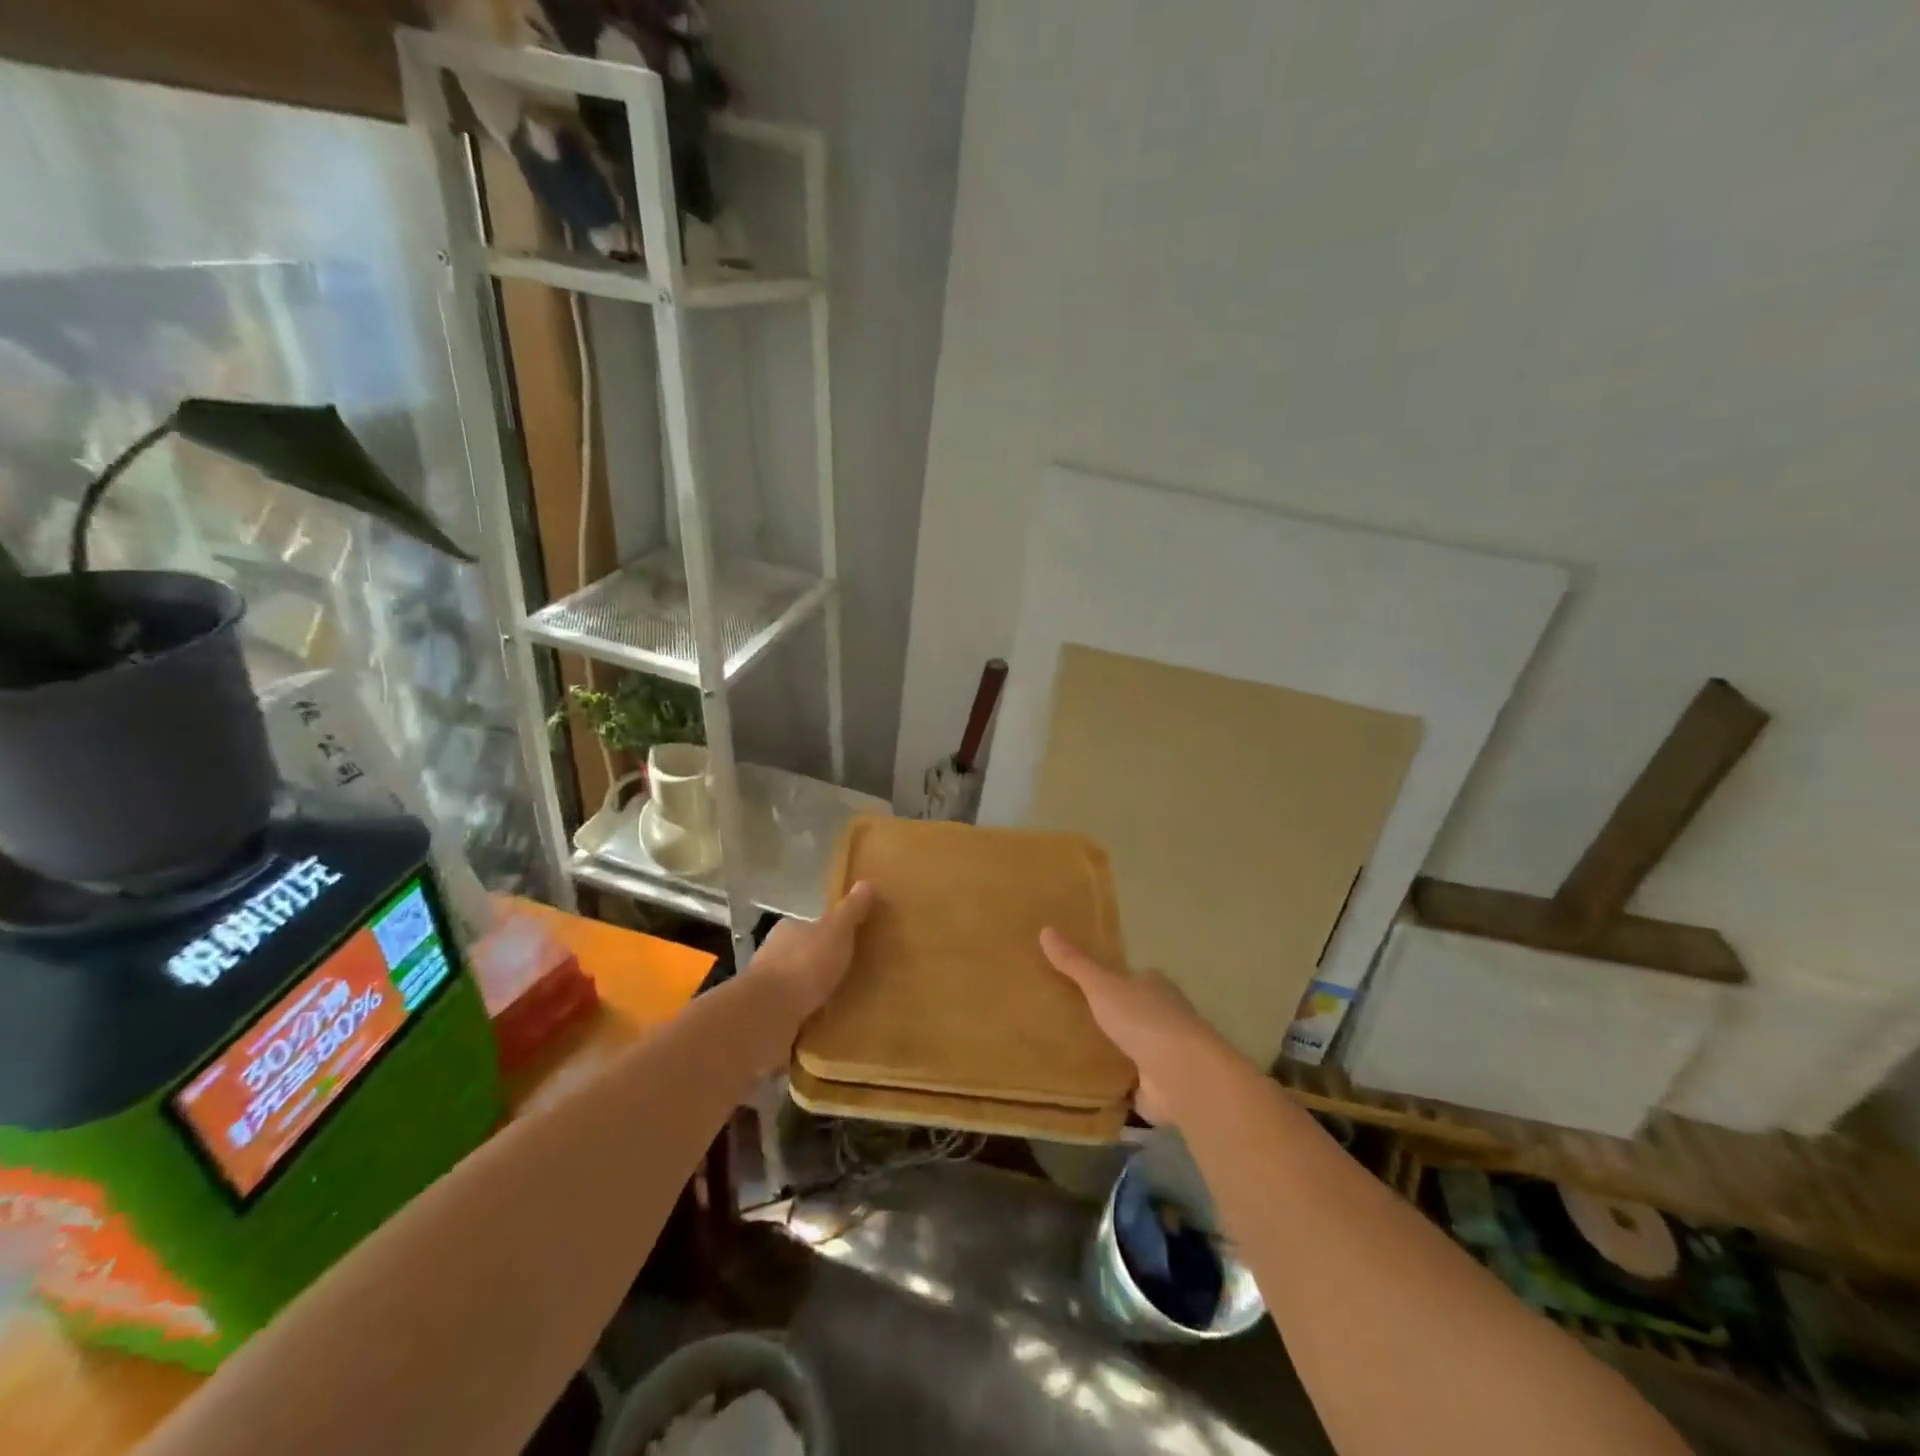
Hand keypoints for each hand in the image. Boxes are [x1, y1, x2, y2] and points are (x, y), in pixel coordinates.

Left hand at [748, 880, 874, 1039]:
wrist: (769, 1012)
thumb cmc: (805, 964)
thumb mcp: (836, 931)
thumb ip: (851, 910)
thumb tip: (866, 882)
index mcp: (787, 930)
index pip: (806, 927)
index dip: (824, 934)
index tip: (843, 946)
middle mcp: (771, 955)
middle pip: (798, 956)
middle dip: (816, 966)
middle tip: (845, 976)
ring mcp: (765, 988)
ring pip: (792, 986)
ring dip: (808, 994)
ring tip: (837, 1005)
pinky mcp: (765, 1017)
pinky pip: (789, 1014)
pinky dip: (802, 1017)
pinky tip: (819, 1026)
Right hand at [1040, 927, 1246, 1124]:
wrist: (1181, 1075)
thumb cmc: (1144, 1019)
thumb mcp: (1102, 985)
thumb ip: (1075, 963)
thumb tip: (1045, 929)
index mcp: (1155, 986)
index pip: (1131, 978)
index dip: (1109, 981)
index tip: (1081, 986)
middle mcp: (1164, 1017)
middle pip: (1130, 1013)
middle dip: (1106, 1018)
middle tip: (1067, 1020)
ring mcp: (1162, 1055)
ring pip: (1129, 1048)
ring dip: (1108, 1053)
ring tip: (1068, 1053)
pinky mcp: (1157, 1088)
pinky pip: (1127, 1083)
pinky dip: (1111, 1085)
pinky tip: (1085, 1086)